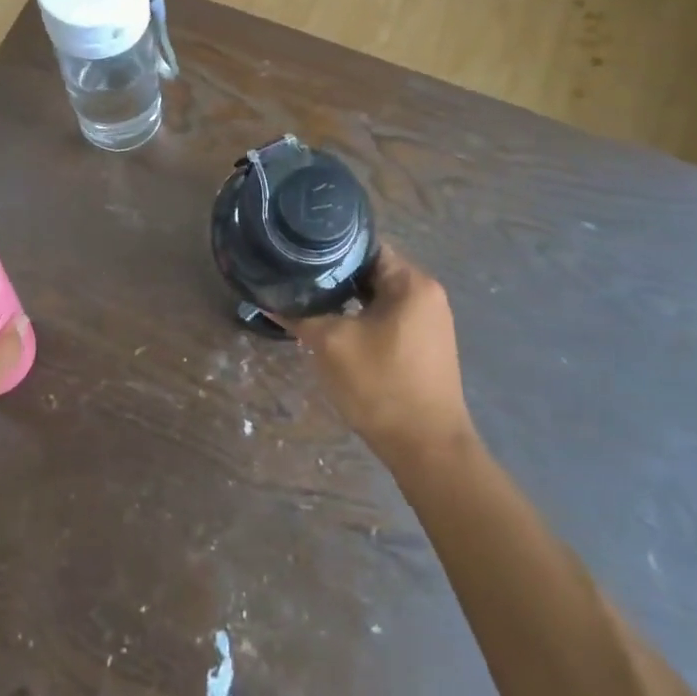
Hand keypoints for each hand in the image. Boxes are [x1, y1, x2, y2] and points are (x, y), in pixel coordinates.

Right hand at [287, 245, 473, 471]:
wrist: (427, 450)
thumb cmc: (381, 386)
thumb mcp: (330, 345)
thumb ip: (299, 315)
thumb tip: (268, 299)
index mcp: (412, 282)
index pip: (364, 245)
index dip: (328, 246)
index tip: (297, 252)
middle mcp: (426, 294)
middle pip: (371, 270)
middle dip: (333, 275)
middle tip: (295, 278)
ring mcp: (429, 321)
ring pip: (377, 296)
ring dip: (345, 299)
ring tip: (307, 301)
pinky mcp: (424, 345)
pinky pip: (387, 317)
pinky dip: (361, 317)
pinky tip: (333, 328)